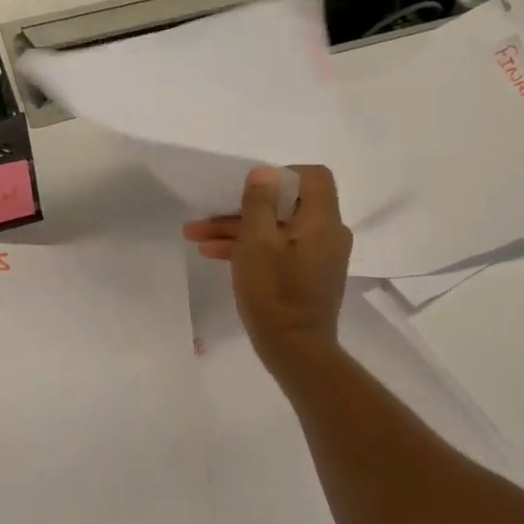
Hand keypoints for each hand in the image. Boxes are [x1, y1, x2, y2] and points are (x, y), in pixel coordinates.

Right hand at [182, 165, 350, 366]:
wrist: (295, 350)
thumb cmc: (274, 291)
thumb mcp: (256, 241)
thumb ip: (259, 202)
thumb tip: (264, 172)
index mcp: (322, 219)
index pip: (314, 176)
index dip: (282, 175)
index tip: (252, 190)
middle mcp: (327, 233)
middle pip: (287, 204)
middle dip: (243, 208)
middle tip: (207, 215)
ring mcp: (318, 256)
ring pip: (277, 229)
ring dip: (238, 229)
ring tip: (196, 236)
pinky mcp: (308, 275)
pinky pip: (280, 249)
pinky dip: (252, 248)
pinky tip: (214, 254)